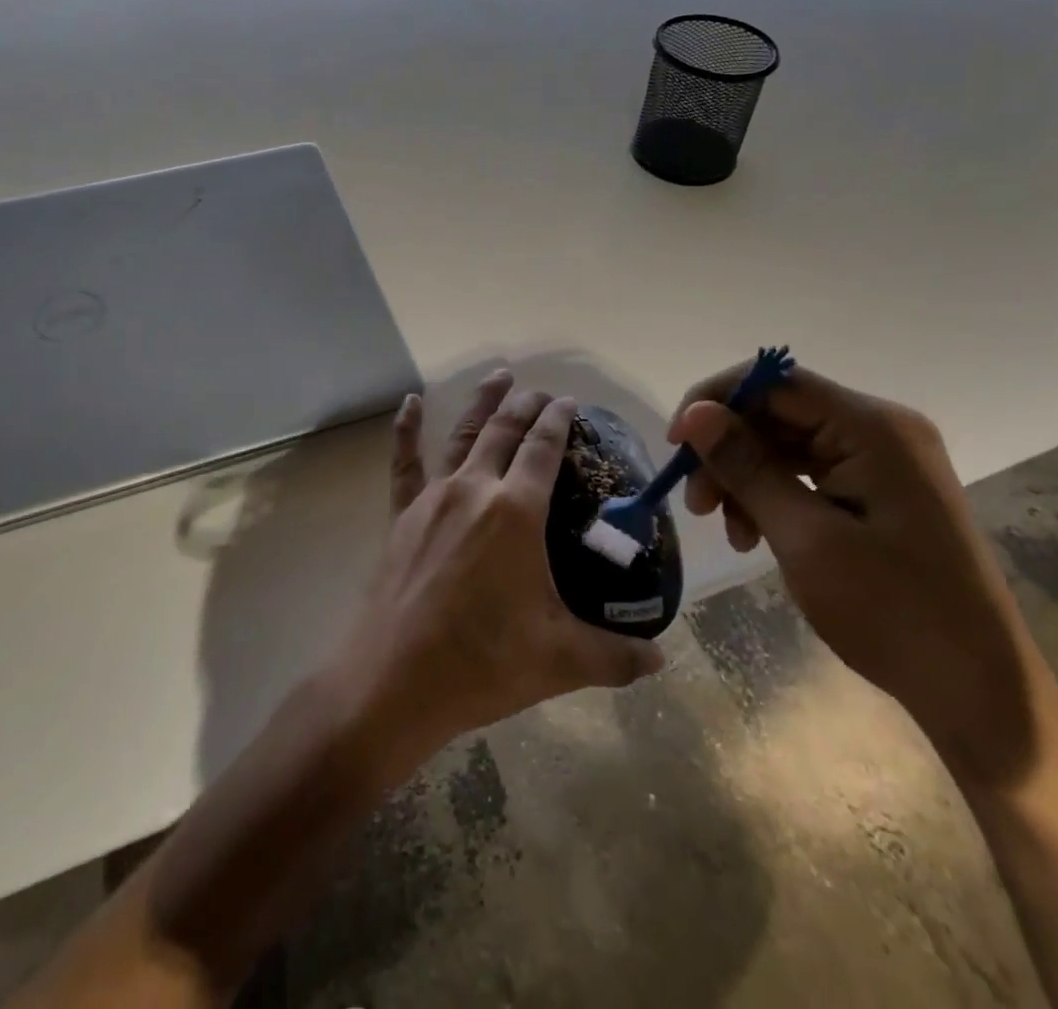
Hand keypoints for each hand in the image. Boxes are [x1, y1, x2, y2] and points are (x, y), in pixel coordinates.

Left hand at [326, 371, 664, 770]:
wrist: (395, 681)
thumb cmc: (483, 662)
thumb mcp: (561, 660)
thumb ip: (615, 656)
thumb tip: (661, 660)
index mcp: (516, 511)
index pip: (544, 449)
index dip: (559, 420)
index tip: (571, 402)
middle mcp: (475, 489)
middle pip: (504, 431)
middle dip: (526, 405)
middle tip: (542, 391)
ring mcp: (433, 498)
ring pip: (462, 434)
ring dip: (483, 402)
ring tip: (499, 376)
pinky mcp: (402, 515)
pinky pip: (404, 462)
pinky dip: (407, 429)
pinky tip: (411, 402)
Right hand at [670, 364, 1042, 784]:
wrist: (979, 692)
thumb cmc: (892, 612)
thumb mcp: (805, 537)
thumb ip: (746, 467)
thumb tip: (694, 414)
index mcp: (873, 428)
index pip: (775, 382)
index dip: (715, 403)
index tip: (675, 446)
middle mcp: (881, 431)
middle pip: (778, 414)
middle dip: (728, 452)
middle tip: (695, 504)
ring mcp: (884, 461)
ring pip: (787, 445)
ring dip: (746, 479)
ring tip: (727, 530)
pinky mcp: (881, 492)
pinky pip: (810, 474)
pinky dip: (773, 497)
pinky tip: (755, 536)